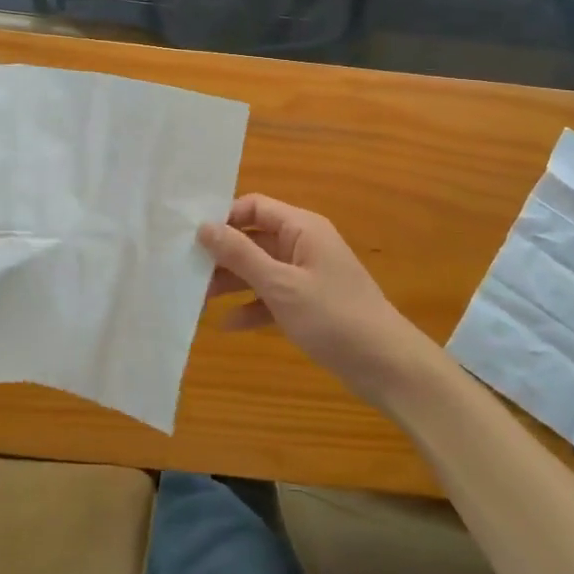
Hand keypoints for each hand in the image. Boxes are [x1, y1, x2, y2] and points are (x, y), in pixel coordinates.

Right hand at [199, 194, 437, 405]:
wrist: (386, 366)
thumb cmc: (333, 316)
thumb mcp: (280, 285)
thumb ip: (240, 254)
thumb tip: (204, 226)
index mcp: (301, 228)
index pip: (254, 207)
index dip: (224, 218)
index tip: (193, 239)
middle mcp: (303, 244)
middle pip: (254, 239)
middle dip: (222, 255)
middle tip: (187, 272)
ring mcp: (306, 275)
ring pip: (260, 269)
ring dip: (232, 283)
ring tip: (198, 300)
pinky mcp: (308, 304)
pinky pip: (272, 297)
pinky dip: (252, 307)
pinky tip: (227, 325)